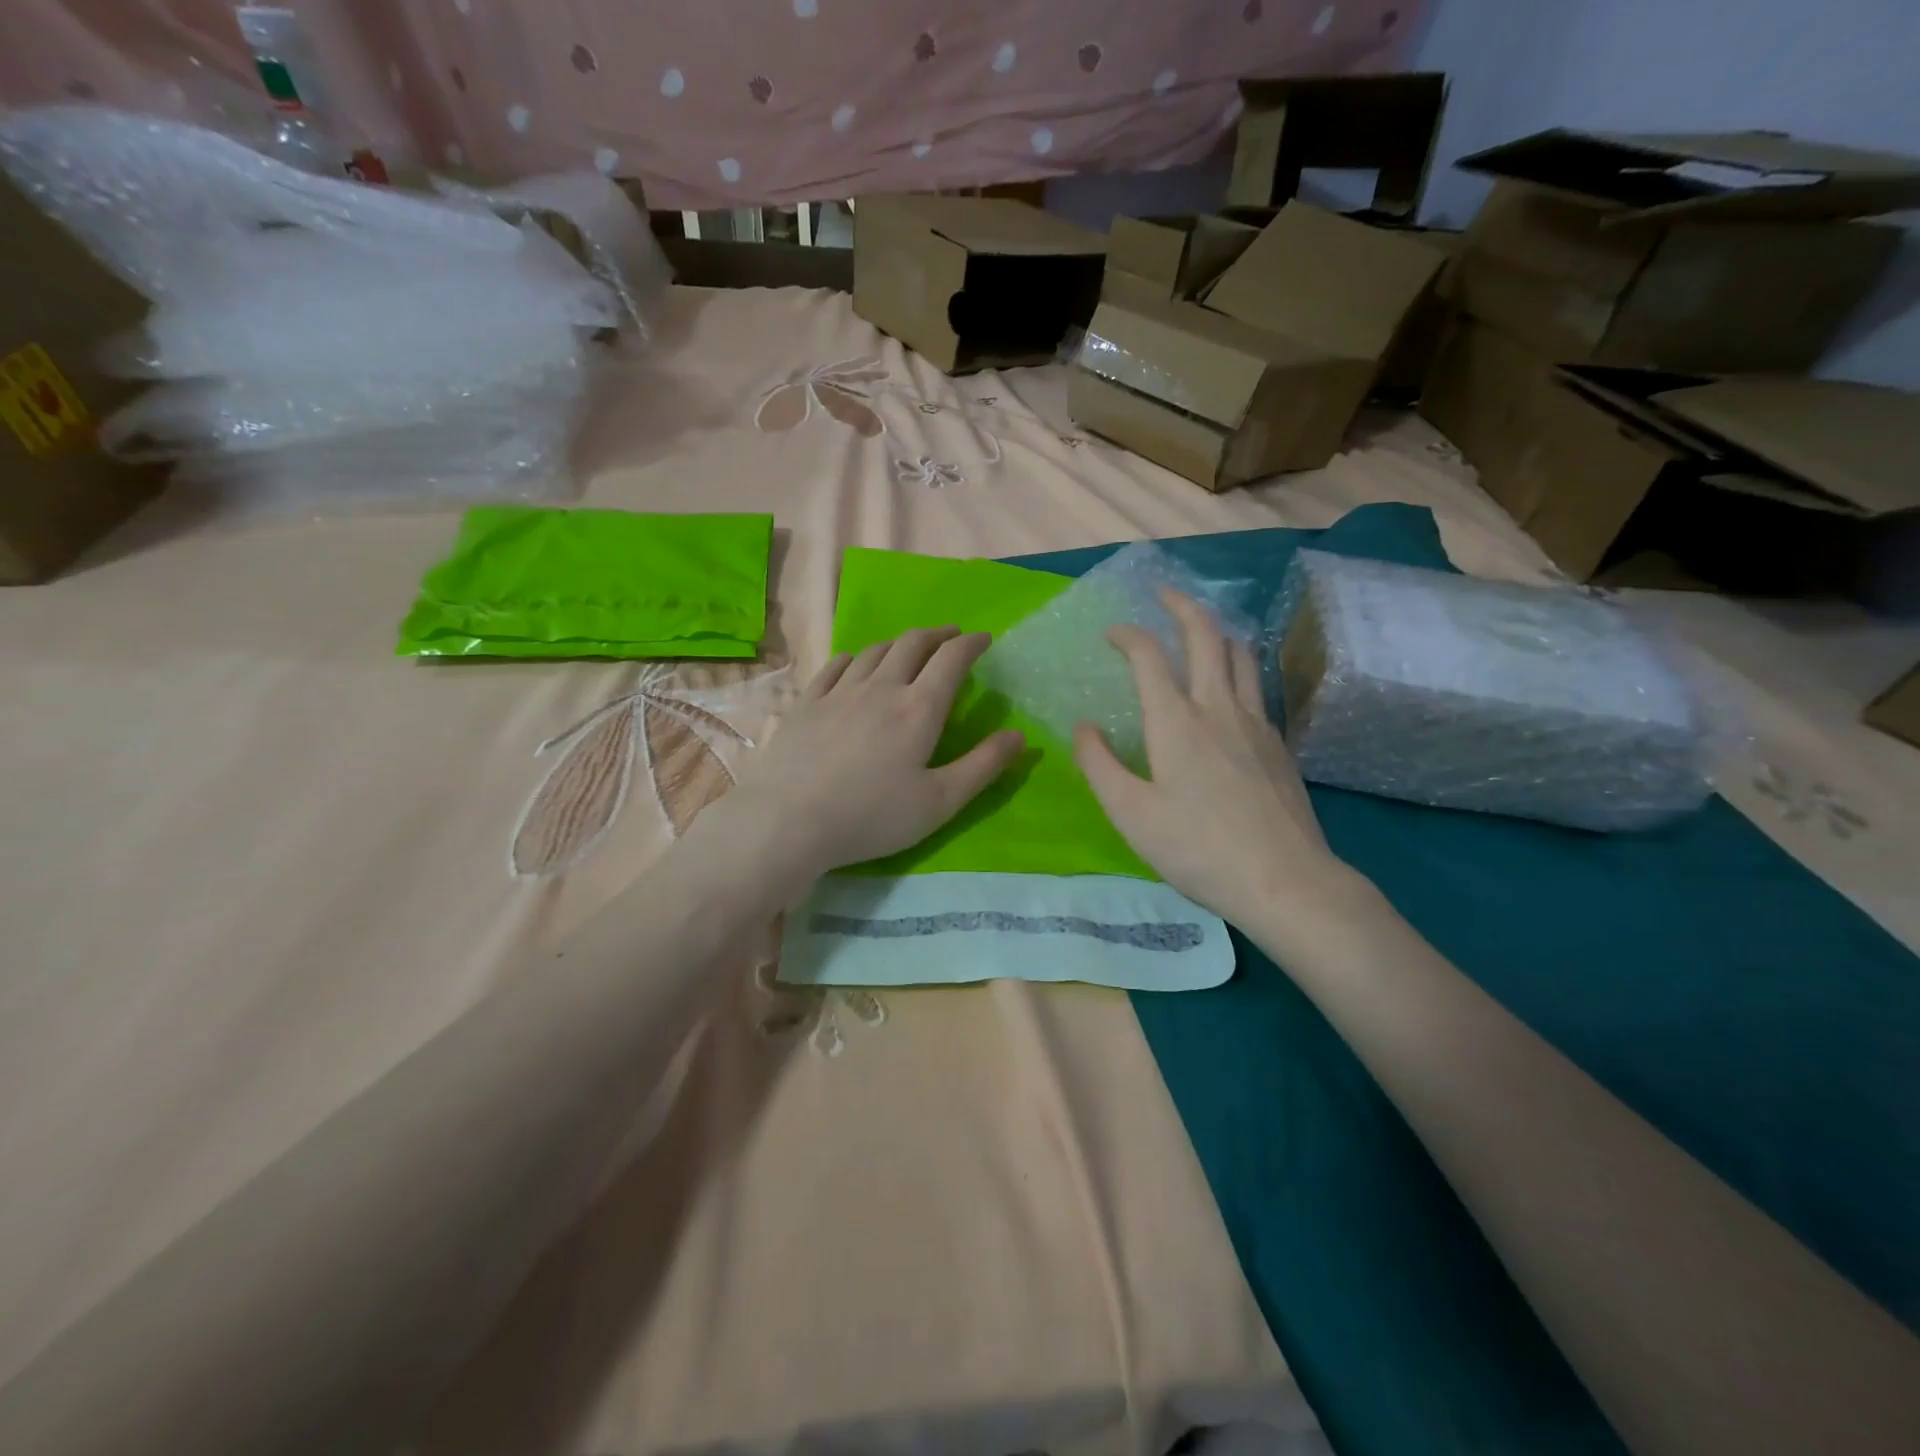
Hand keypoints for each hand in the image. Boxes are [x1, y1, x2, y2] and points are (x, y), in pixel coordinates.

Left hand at [719, 628, 1024, 892]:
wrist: (789, 821)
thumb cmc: (872, 816)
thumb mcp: (940, 802)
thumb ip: (983, 766)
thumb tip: (1020, 735)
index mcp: (919, 708)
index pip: (951, 660)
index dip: (971, 644)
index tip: (984, 639)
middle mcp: (881, 687)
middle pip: (912, 644)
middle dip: (938, 635)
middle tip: (951, 636)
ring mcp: (839, 692)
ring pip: (874, 651)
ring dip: (899, 642)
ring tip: (909, 646)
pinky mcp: (807, 703)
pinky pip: (835, 666)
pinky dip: (854, 657)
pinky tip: (855, 662)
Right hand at [1073, 591, 1359, 930]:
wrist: (1285, 881)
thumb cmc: (1197, 848)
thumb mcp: (1130, 813)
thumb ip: (1099, 764)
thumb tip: (1085, 727)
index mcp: (1176, 721)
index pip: (1149, 655)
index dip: (1128, 634)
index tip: (1112, 633)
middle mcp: (1219, 707)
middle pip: (1206, 636)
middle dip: (1182, 606)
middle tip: (1163, 594)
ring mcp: (1256, 723)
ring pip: (1240, 655)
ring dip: (1217, 631)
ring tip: (1201, 630)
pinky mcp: (1279, 744)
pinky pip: (1257, 685)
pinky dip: (1238, 666)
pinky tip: (1231, 688)